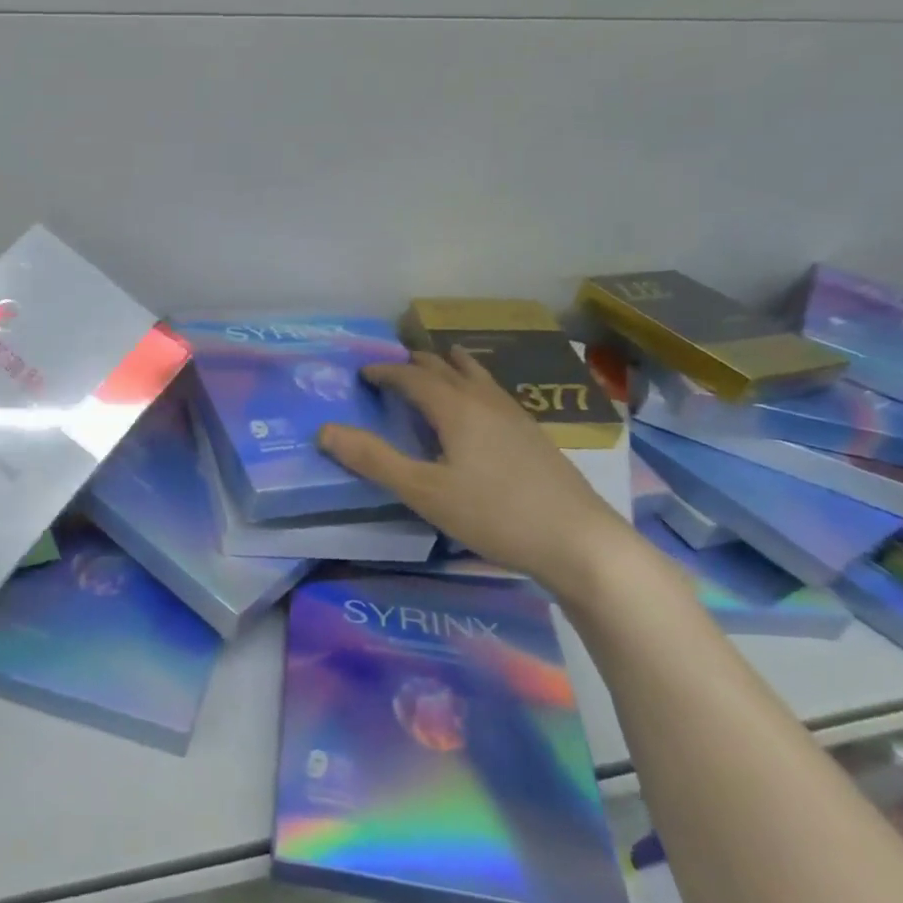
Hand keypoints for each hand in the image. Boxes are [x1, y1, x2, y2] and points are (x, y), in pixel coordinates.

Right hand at [318, 349, 632, 592]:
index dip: (385, 372)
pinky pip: (493, 392)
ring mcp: (515, 415)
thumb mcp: (423, 492)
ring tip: (440, 363)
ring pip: (476, 376)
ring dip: (450, 366)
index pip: (412, 377)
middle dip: (416, 363)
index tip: (363, 373)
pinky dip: (473, 384)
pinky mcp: (533, 434)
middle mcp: (485, 400)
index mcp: (456, 408)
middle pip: (446, 367)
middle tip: (394, 368)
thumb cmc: (493, 514)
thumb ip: (374, 460)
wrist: (578, 540)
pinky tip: (481, 406)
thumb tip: (325, 431)